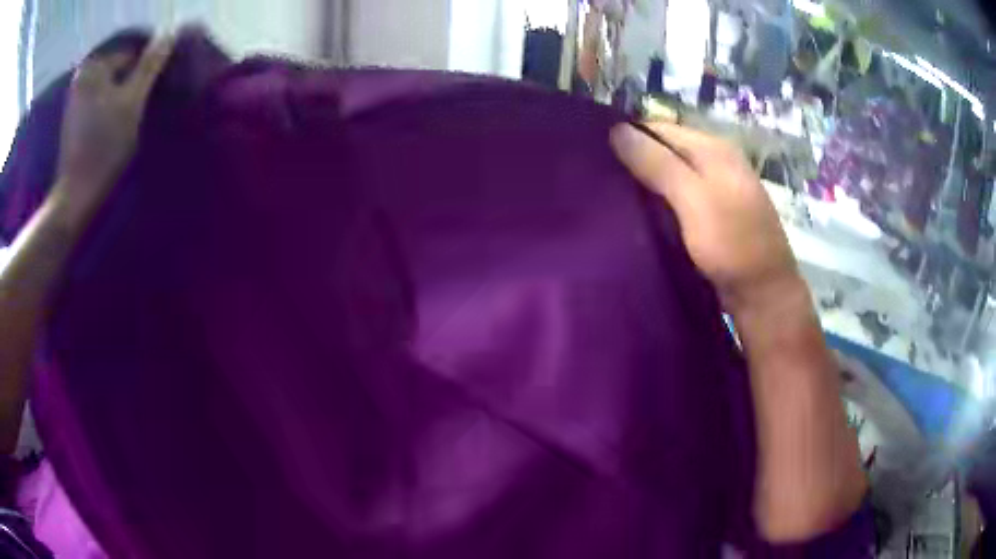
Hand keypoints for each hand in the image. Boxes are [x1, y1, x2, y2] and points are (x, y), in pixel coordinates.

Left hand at [53, 35, 173, 222]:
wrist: (76, 196)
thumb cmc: (104, 147)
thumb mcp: (133, 101)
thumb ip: (151, 63)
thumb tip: (171, 33)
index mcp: (94, 66)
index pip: (132, 53)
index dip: (146, 71)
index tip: (151, 95)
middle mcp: (82, 75)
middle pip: (119, 70)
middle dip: (132, 83)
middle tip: (141, 108)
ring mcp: (75, 98)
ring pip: (109, 86)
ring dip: (122, 97)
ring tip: (129, 120)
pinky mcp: (73, 118)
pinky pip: (98, 101)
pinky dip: (109, 109)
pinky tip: (113, 128)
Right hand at [610, 121, 800, 310]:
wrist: (763, 293)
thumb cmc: (731, 243)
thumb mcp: (693, 198)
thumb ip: (657, 163)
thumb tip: (617, 129)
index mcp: (714, 148)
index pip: (660, 128)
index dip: (629, 136)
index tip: (596, 155)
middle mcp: (717, 160)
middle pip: (667, 149)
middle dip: (636, 160)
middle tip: (601, 178)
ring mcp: (719, 187)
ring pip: (673, 173)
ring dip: (647, 182)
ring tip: (613, 194)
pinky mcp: (716, 213)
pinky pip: (681, 195)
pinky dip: (661, 200)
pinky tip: (642, 212)